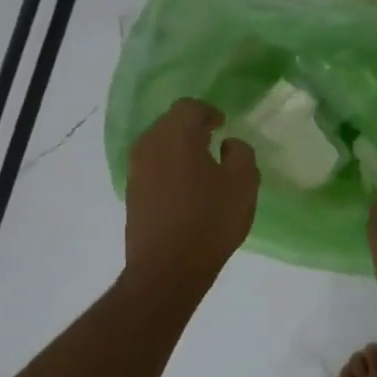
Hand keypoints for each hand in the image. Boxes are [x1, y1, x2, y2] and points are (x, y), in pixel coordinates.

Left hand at [125, 99, 259, 292]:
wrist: (167, 268)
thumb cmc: (210, 219)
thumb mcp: (244, 183)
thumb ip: (241, 153)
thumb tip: (228, 144)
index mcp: (176, 135)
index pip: (190, 107)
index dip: (209, 112)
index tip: (223, 126)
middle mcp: (149, 146)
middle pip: (170, 123)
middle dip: (192, 128)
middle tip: (215, 142)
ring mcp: (136, 171)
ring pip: (159, 146)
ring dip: (180, 150)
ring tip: (203, 168)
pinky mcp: (133, 195)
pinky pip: (153, 169)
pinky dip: (170, 169)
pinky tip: (187, 190)